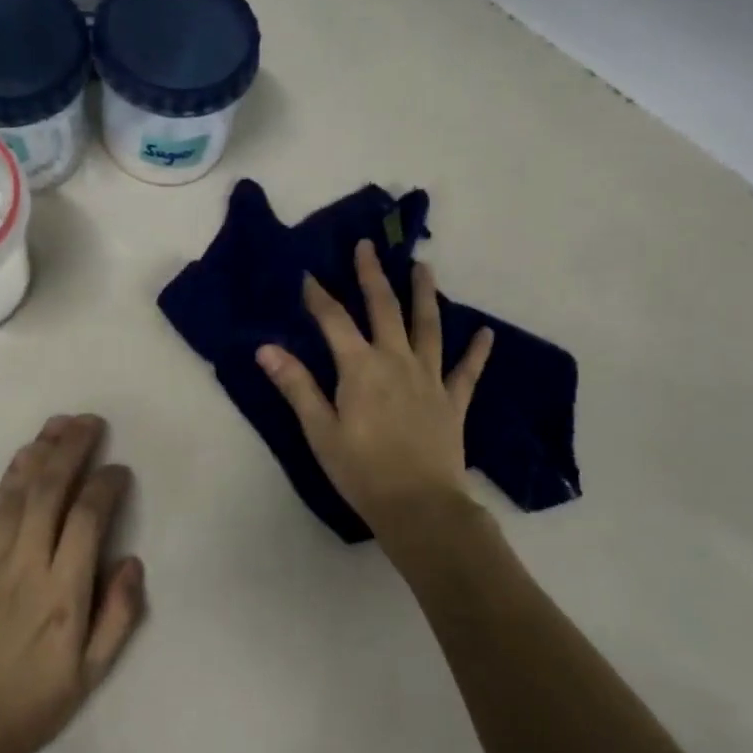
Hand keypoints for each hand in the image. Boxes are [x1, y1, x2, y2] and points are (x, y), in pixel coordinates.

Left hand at [0, 415, 145, 752]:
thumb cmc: (30, 707)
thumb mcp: (90, 676)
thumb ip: (118, 616)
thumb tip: (132, 561)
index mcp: (64, 594)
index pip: (88, 518)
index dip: (105, 485)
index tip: (119, 470)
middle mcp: (27, 566)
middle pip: (50, 491)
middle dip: (71, 449)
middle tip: (90, 421)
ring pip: (17, 493)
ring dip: (40, 453)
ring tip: (58, 424)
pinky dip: (9, 479)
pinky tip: (21, 460)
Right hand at [257, 240, 492, 529]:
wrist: (419, 505)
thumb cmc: (361, 470)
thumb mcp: (320, 430)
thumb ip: (296, 386)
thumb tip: (266, 348)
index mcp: (360, 368)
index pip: (335, 321)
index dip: (320, 297)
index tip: (309, 276)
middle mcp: (397, 361)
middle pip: (384, 309)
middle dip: (372, 276)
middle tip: (368, 246)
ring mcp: (430, 378)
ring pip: (428, 326)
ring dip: (424, 294)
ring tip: (423, 266)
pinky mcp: (453, 401)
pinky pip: (467, 370)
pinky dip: (477, 351)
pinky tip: (486, 333)